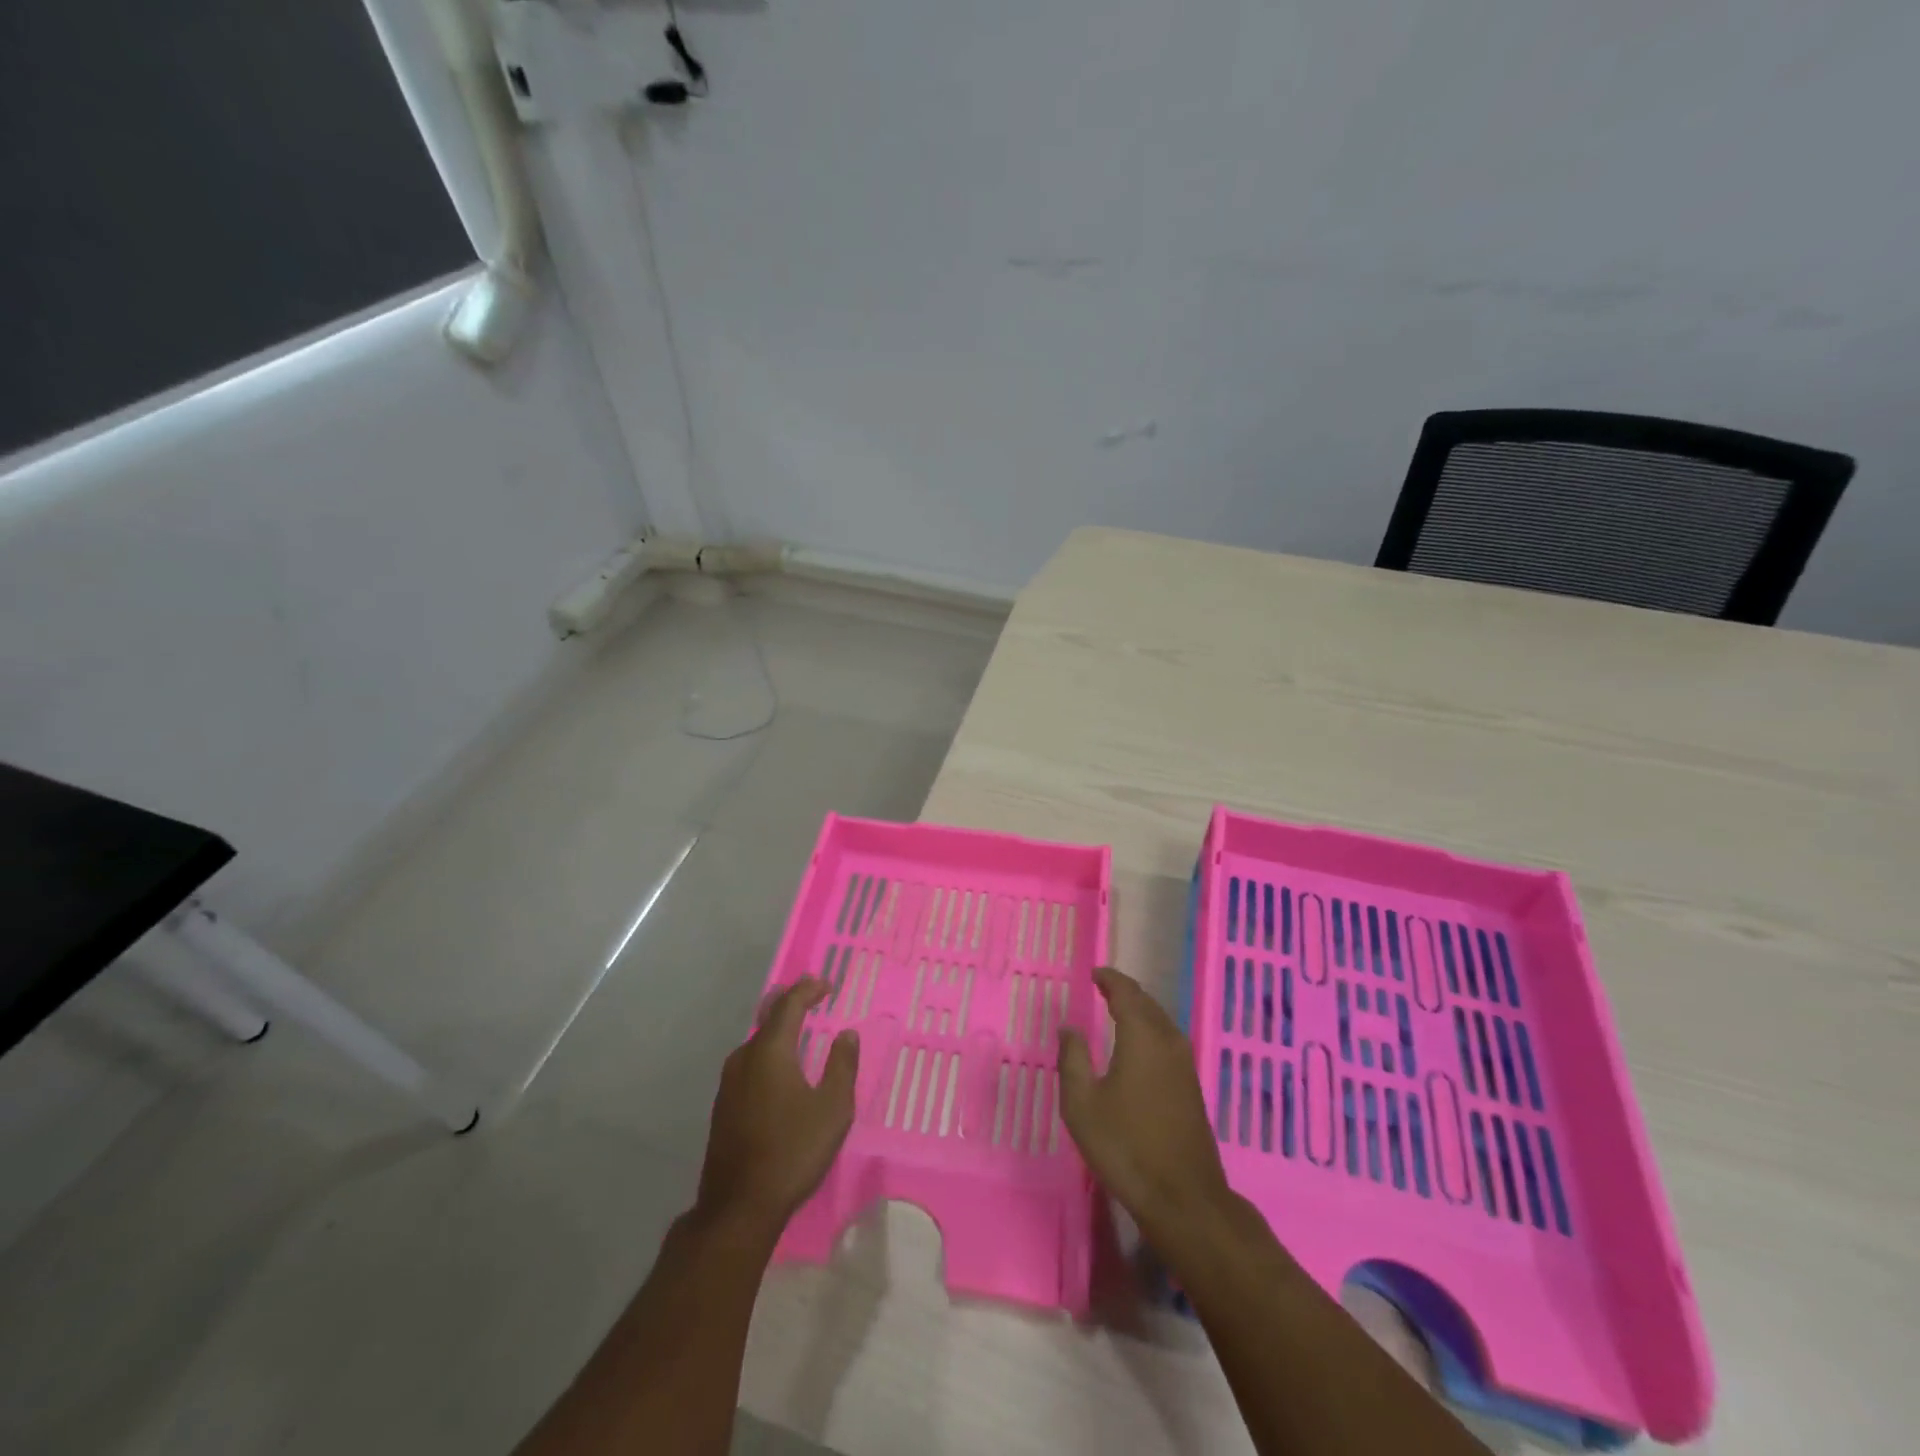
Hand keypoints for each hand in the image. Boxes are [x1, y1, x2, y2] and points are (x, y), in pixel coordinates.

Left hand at [694, 978, 858, 1238]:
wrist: (738, 1207)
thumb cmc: (792, 1152)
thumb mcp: (833, 1109)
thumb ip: (842, 1066)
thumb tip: (847, 1034)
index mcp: (770, 1052)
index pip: (788, 1005)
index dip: (807, 989)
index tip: (826, 984)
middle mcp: (744, 1058)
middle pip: (768, 1019)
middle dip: (790, 1003)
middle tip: (811, 995)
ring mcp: (729, 1083)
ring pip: (756, 1042)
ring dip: (778, 1028)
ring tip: (798, 1025)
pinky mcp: (724, 1106)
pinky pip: (750, 1063)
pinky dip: (768, 1051)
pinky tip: (779, 1066)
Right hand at [1058, 966, 1230, 1238]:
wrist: (1183, 1197)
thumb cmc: (1125, 1146)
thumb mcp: (1082, 1104)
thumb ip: (1072, 1059)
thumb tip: (1069, 1027)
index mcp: (1142, 1036)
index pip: (1127, 993)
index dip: (1110, 979)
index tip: (1095, 973)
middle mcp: (1168, 1042)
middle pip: (1147, 1004)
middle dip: (1126, 992)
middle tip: (1104, 988)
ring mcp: (1185, 1065)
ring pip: (1161, 1023)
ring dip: (1140, 1012)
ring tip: (1118, 1011)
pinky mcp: (1192, 1087)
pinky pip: (1168, 1041)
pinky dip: (1151, 1031)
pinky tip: (1139, 1047)